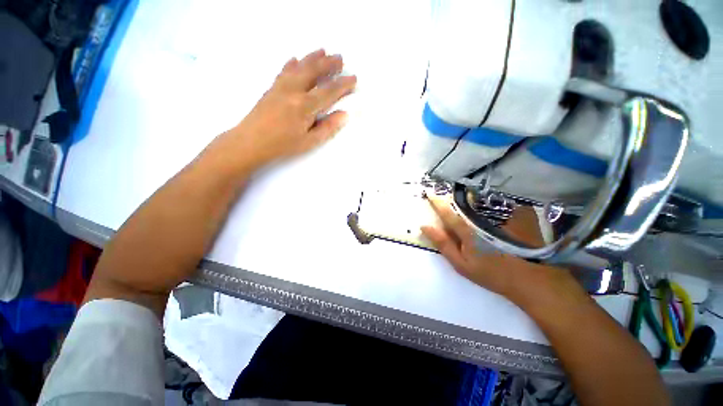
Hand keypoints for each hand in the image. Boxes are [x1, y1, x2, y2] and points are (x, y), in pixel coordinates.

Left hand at [228, 49, 356, 169]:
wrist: (250, 142)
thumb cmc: (283, 145)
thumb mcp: (309, 141)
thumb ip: (328, 127)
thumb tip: (344, 114)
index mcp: (305, 106)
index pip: (329, 91)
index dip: (343, 84)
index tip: (353, 78)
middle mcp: (293, 90)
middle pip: (314, 71)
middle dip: (329, 64)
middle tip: (340, 58)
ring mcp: (280, 87)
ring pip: (299, 66)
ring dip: (312, 58)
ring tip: (323, 51)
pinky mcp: (271, 88)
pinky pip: (283, 71)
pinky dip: (292, 63)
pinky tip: (295, 59)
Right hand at [421, 194, 576, 303]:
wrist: (531, 279)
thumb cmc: (492, 274)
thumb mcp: (461, 264)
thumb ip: (443, 244)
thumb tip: (425, 227)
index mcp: (468, 232)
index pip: (447, 213)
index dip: (437, 203)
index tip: (430, 193)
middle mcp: (483, 219)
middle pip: (464, 204)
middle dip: (454, 199)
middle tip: (450, 198)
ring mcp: (501, 216)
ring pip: (481, 202)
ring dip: (472, 200)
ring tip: (471, 204)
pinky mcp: (516, 216)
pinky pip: (498, 204)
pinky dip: (491, 203)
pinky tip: (492, 210)